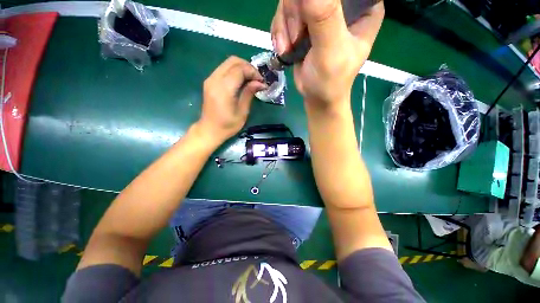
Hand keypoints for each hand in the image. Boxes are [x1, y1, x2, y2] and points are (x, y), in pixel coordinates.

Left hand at [197, 56, 266, 143]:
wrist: (208, 130)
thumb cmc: (226, 125)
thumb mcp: (242, 112)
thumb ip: (249, 93)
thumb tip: (260, 82)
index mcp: (223, 89)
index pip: (240, 69)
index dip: (252, 72)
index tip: (261, 82)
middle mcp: (215, 80)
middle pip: (233, 61)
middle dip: (248, 66)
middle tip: (256, 78)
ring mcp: (210, 79)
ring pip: (228, 62)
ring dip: (241, 67)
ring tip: (249, 78)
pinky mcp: (209, 80)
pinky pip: (224, 67)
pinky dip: (235, 69)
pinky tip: (240, 80)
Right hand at [271, 0, 383, 108]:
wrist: (318, 93)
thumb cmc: (333, 77)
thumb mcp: (332, 48)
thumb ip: (324, 18)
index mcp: (366, 10)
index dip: (326, 3)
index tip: (313, 17)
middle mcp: (347, 4)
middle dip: (297, 13)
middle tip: (297, 37)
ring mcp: (325, 7)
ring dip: (286, 23)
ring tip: (291, 46)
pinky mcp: (307, 13)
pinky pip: (286, 8)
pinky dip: (281, 27)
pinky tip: (286, 45)